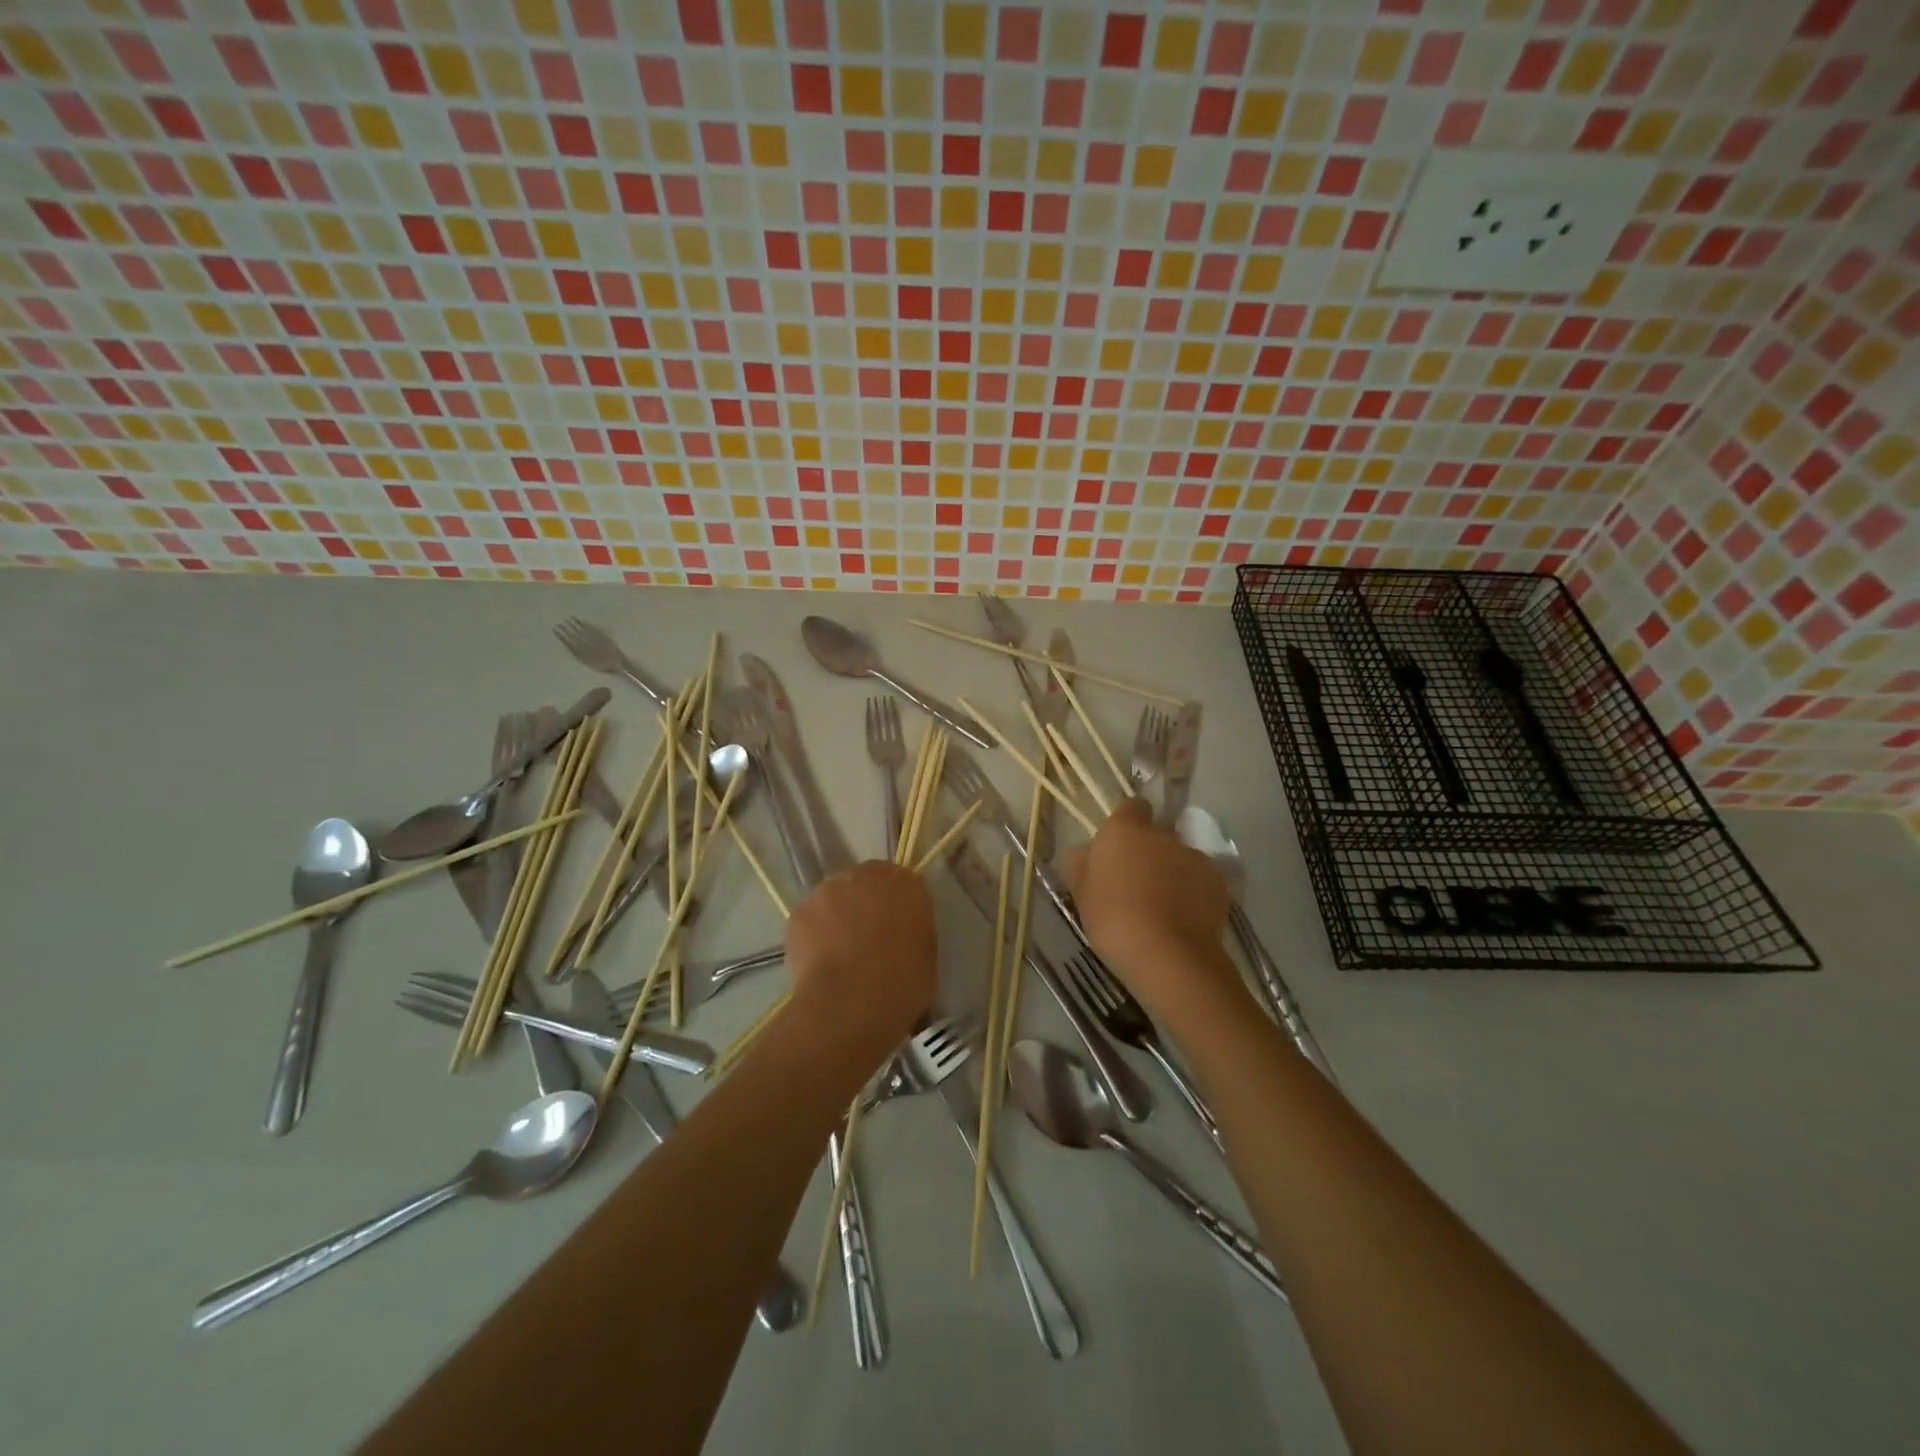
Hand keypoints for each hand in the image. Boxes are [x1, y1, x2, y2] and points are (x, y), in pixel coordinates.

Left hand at [784, 860, 936, 1066]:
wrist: (852, 1003)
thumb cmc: (903, 983)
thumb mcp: (926, 953)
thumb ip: (912, 929)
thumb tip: (898, 933)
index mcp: (903, 882)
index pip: (901, 882)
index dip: (895, 906)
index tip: (895, 929)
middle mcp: (864, 876)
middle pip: (863, 884)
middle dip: (863, 905)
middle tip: (866, 941)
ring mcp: (827, 891)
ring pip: (832, 900)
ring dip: (836, 919)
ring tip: (838, 956)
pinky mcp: (798, 912)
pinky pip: (809, 920)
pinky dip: (812, 936)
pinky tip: (819, 964)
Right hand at [1062, 799, 1237, 1014]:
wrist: (1169, 956)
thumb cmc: (1114, 920)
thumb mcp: (1081, 895)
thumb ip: (1079, 865)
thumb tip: (1083, 852)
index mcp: (1124, 830)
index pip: (1131, 807)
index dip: (1126, 823)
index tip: (1119, 847)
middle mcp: (1162, 835)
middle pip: (1156, 834)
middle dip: (1148, 852)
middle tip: (1135, 884)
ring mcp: (1194, 856)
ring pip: (1179, 857)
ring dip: (1171, 872)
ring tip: (1162, 907)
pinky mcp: (1218, 882)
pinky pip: (1200, 880)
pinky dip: (1192, 892)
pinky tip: (1183, 919)